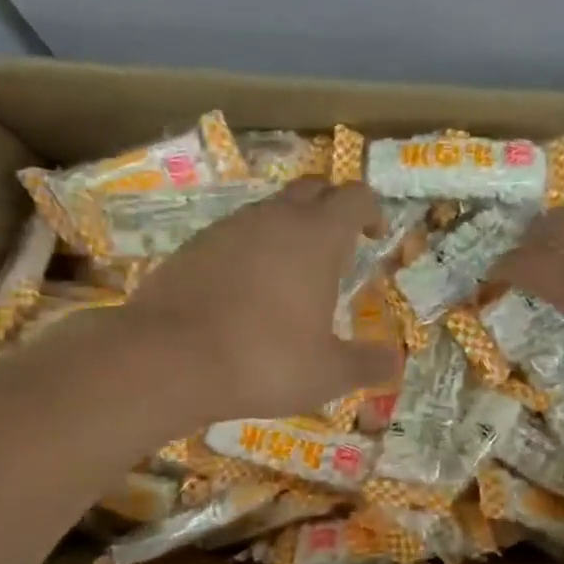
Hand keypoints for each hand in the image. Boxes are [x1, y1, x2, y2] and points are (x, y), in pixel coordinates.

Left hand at [122, 180, 400, 419]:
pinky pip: (233, 236)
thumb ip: (367, 364)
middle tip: (338, 246)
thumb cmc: (263, 361)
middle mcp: (273, 219)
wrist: (168, 359)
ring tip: (292, 274)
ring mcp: (227, 228)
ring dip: (288, 229)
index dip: (371, 210)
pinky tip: (245, 291)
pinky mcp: (192, 247)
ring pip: (268, 211)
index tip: (375, 235)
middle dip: (331, 209)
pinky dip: (250, 251)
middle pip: (312, 189)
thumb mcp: (328, 373)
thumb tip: (395, 360)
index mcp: (316, 237)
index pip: (355, 197)